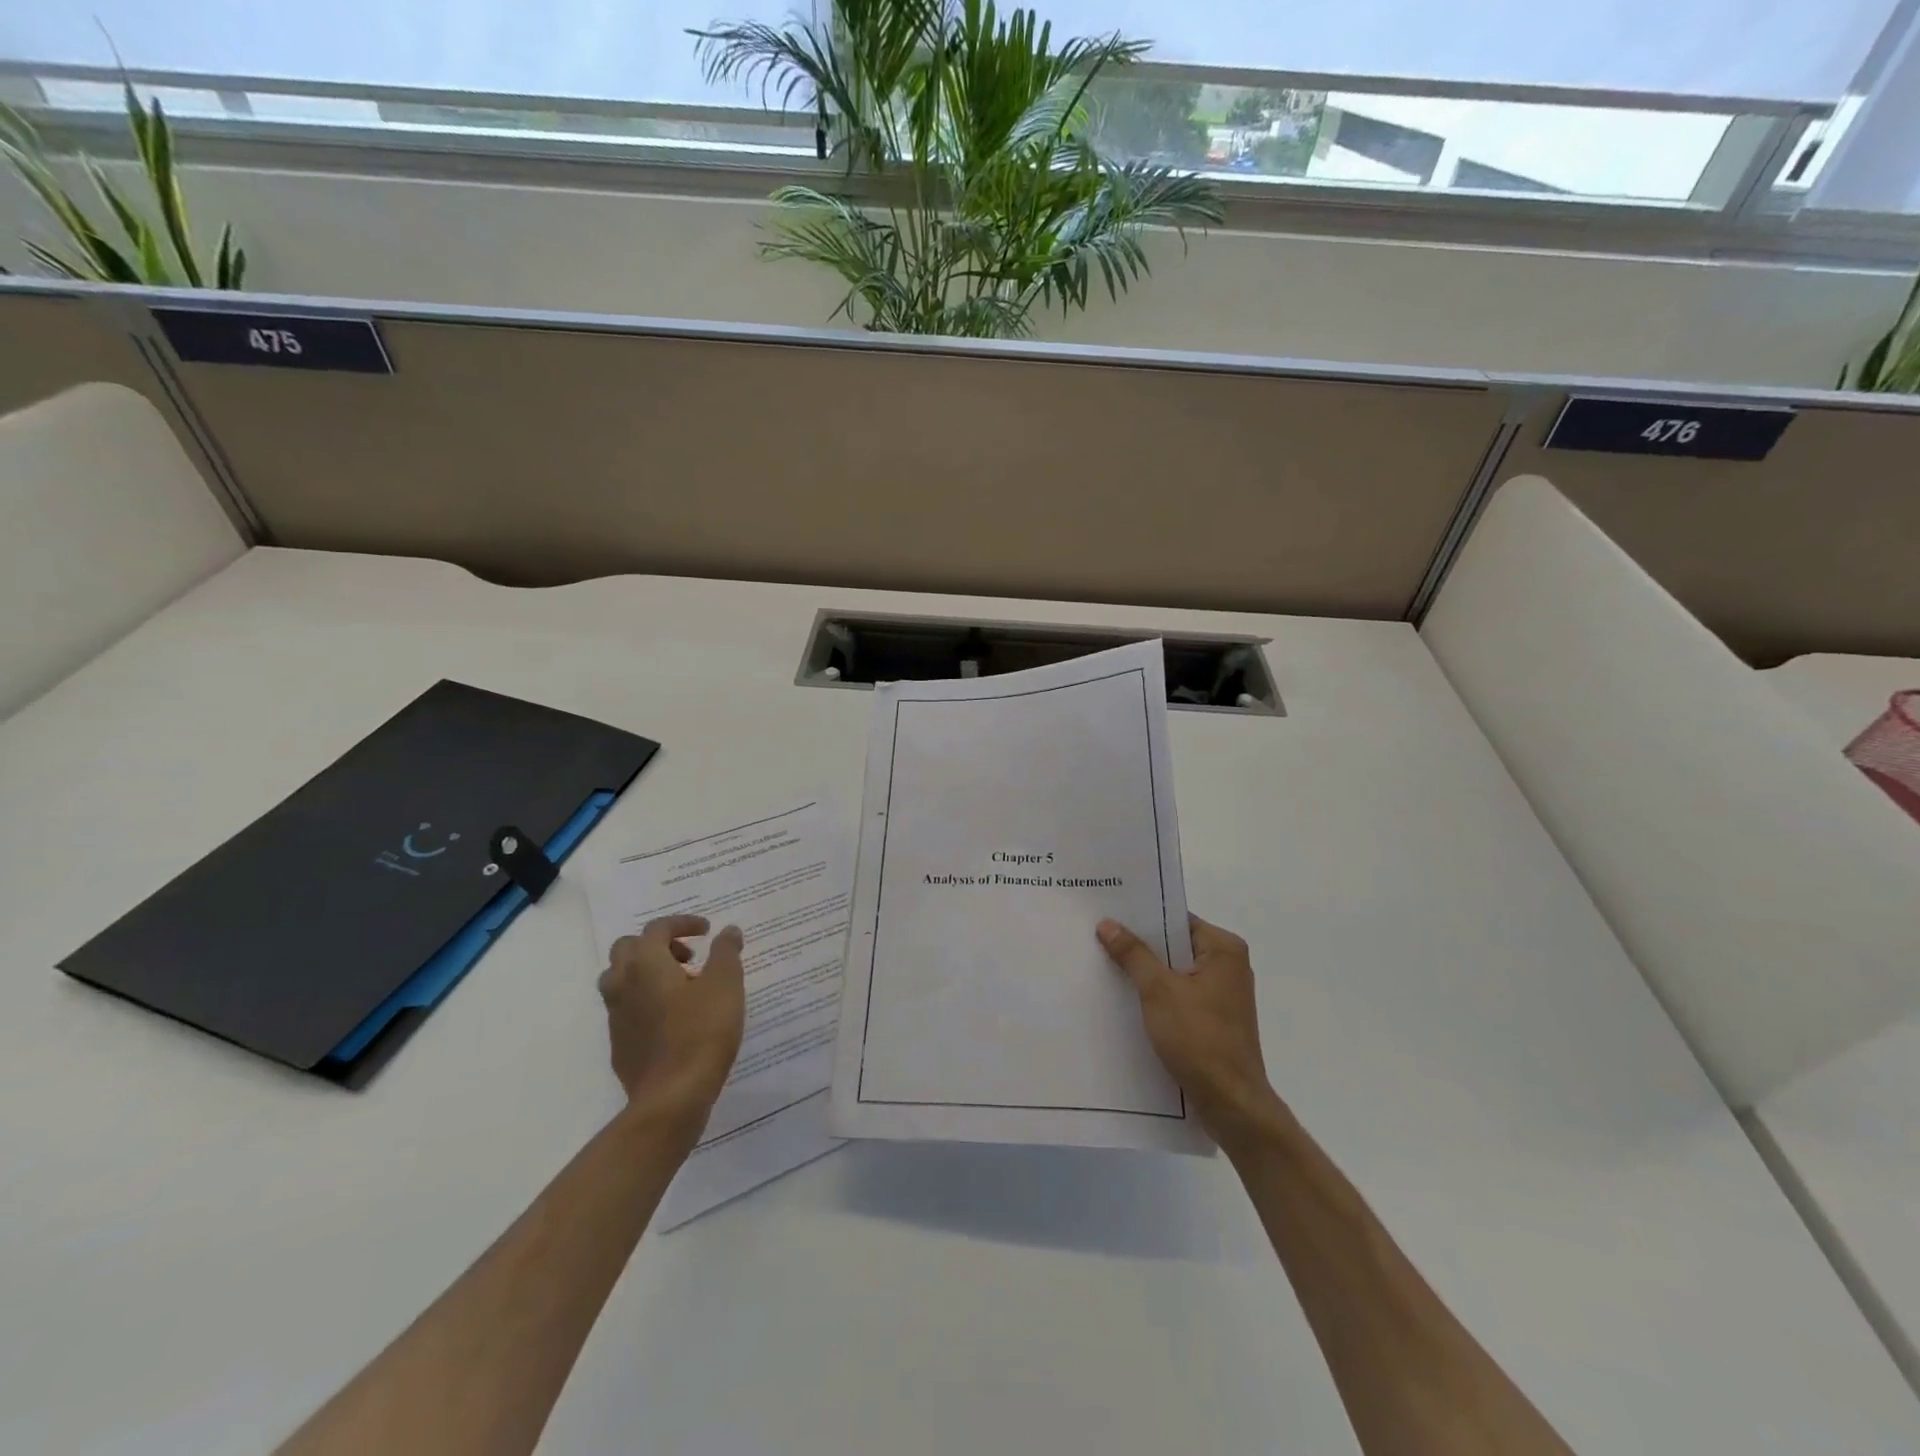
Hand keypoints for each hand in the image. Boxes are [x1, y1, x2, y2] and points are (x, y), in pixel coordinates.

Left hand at [598, 915, 744, 1131]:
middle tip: (689, 957)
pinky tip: (673, 1019)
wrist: (672, 1097)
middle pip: (628, 949)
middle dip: (658, 945)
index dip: (682, 923)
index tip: (707, 931)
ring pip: (621, 980)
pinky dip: (645, 1001)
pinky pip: (626, 1009)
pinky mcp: (619, 1044)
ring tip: (682, 986)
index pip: (657, 928)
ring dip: (647, 973)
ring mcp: (617, 1017)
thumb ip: (726, 952)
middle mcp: (623, 985)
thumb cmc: (702, 1032)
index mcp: (646, 964)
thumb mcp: (726, 985)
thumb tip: (728, 931)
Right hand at [1098, 914, 1280, 1145]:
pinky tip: (1128, 999)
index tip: (1110, 915)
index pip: (1177, 920)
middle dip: (1142, 946)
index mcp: (1224, 949)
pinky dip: (1158, 995)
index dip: (1143, 918)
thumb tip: (1107, 923)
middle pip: (1176, 945)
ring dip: (1147, 972)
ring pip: (1176, 971)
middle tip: (1101, 938)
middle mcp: (1229, 966)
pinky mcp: (1215, 1019)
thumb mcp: (1158, 991)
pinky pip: (1180, 994)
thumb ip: (1133, 954)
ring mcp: (1223, 994)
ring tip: (1107, 965)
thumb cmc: (1199, 1038)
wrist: (1230, 1103)